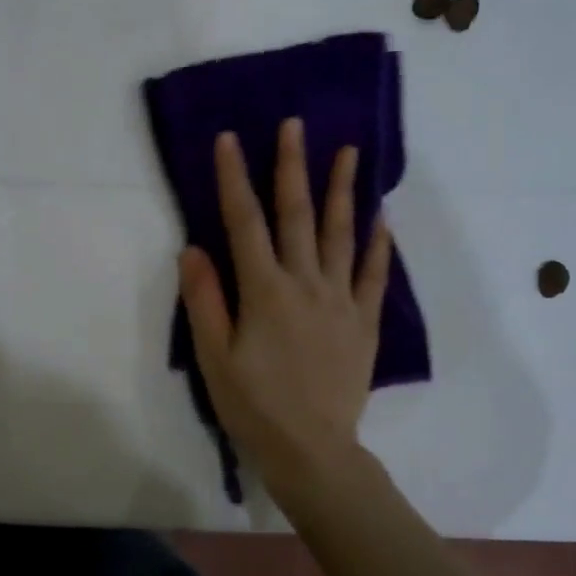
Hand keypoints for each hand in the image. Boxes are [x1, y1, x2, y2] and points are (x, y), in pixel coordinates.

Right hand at [177, 118, 392, 498]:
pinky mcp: (364, 322)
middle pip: (297, 215)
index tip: (230, 139)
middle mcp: (305, 284)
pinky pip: (373, 275)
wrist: (312, 450)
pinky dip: (378, 244)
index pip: (244, 222)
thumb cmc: (254, 406)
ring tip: (351, 152)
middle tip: (295, 125)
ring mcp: (340, 300)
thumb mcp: (214, 358)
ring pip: (341, 234)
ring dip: (344, 191)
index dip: (234, 178)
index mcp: (264, 291)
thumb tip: (193, 248)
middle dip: (292, 166)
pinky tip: (382, 218)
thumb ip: (204, 301)